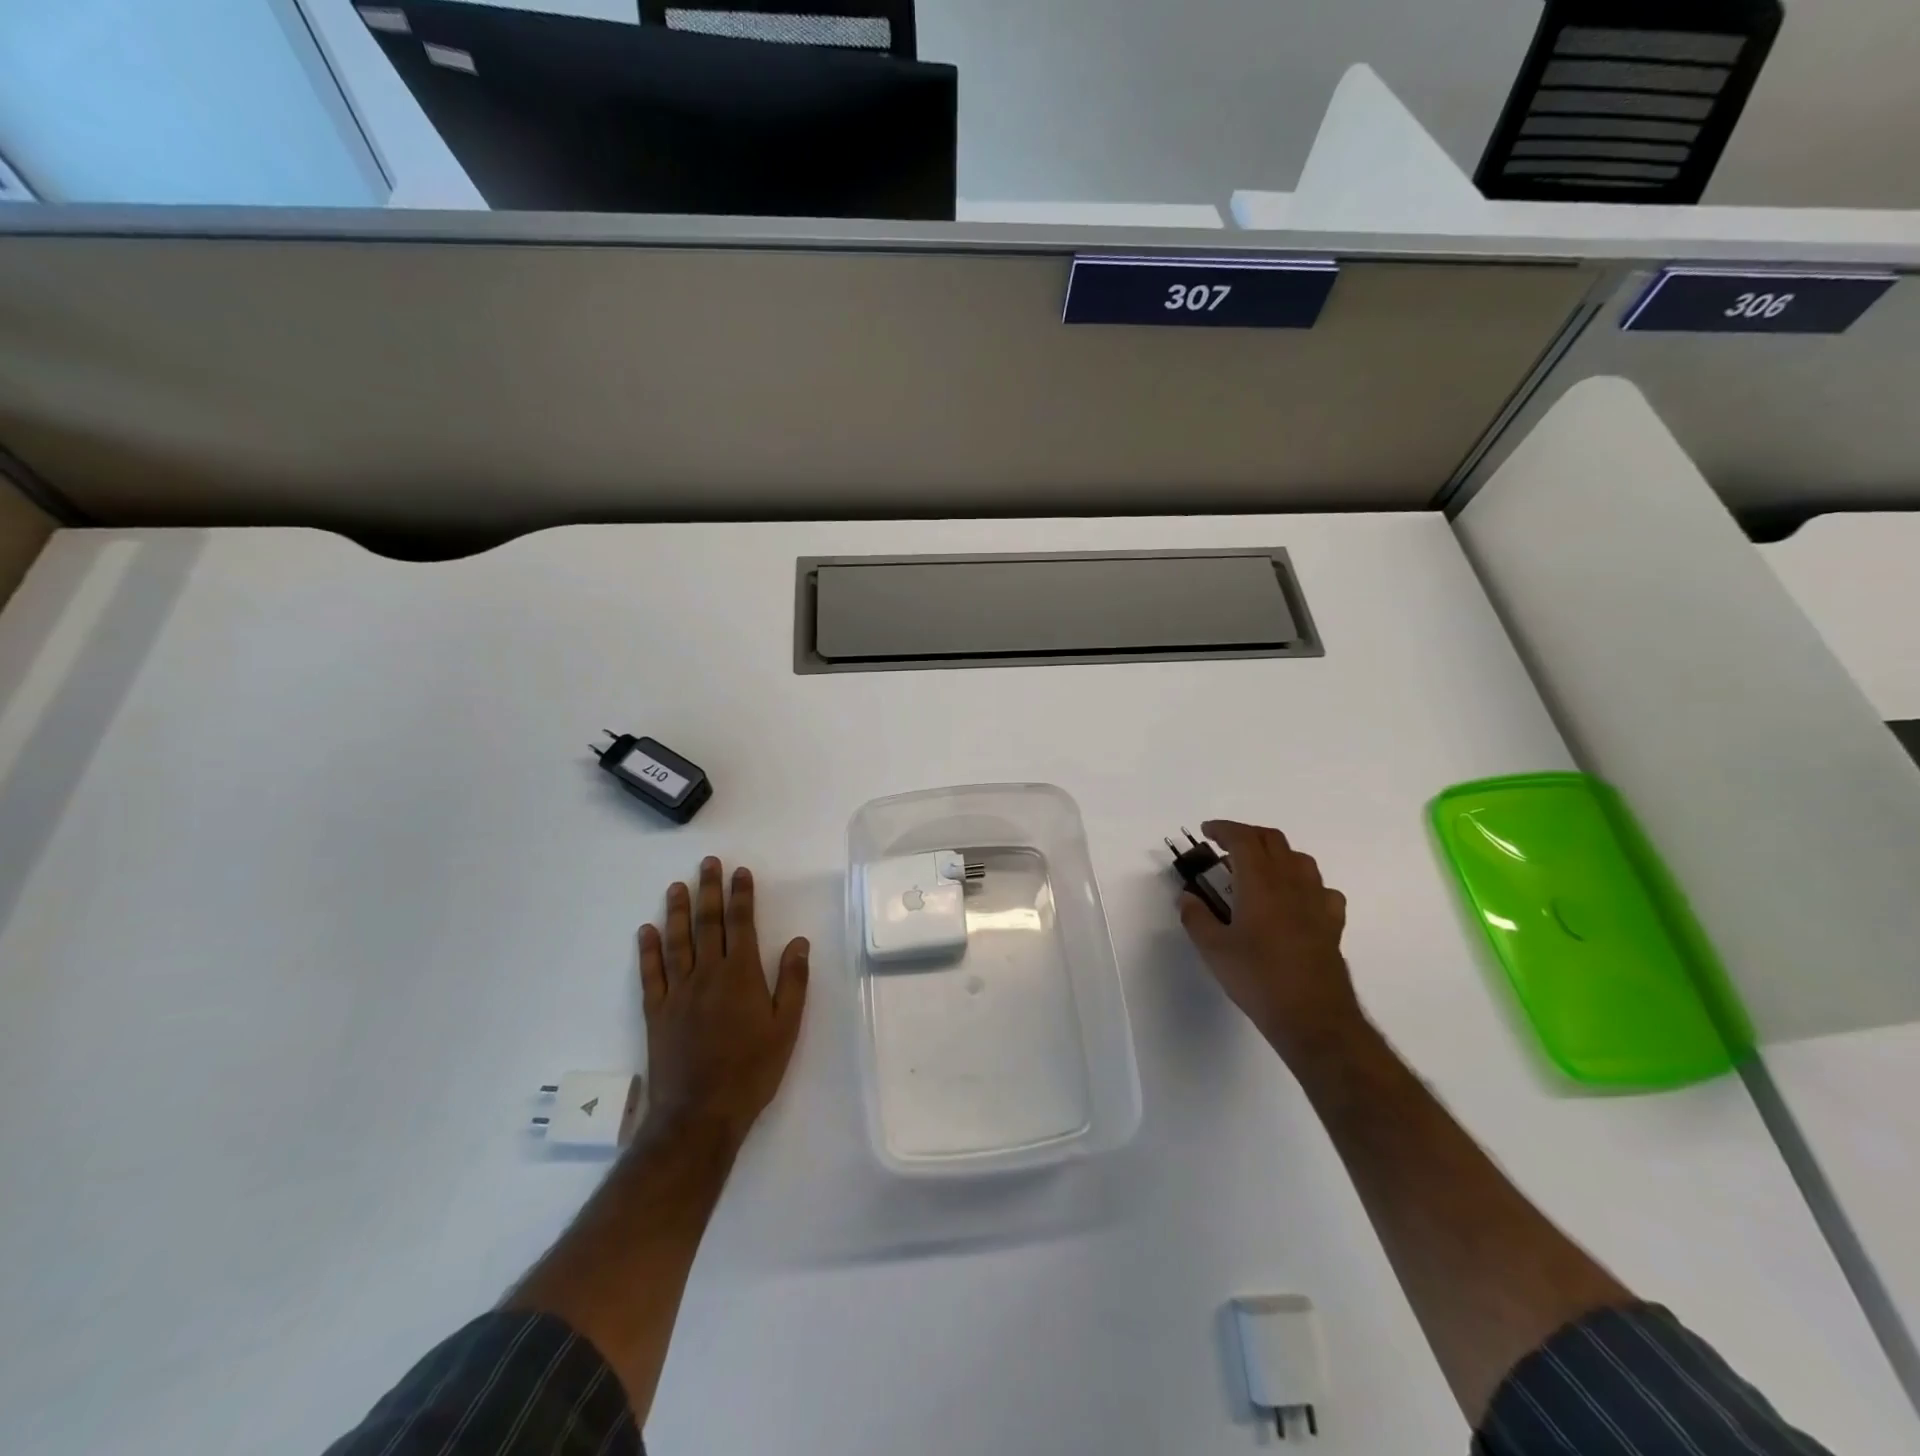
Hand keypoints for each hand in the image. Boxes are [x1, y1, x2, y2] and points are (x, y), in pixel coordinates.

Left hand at [639, 857, 808, 1148]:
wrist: (700, 1113)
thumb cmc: (752, 1070)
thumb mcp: (786, 1027)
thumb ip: (793, 981)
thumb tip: (799, 942)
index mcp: (741, 975)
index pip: (741, 924)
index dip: (741, 895)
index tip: (740, 872)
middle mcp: (707, 974)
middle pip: (708, 924)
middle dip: (709, 890)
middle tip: (707, 863)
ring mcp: (678, 992)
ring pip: (677, 942)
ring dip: (677, 912)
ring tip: (677, 887)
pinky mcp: (656, 1012)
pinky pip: (651, 974)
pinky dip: (647, 951)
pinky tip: (646, 931)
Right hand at [1178, 820, 1363, 1065]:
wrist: (1313, 1017)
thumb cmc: (1258, 979)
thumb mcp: (1214, 950)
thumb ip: (1196, 917)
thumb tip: (1187, 897)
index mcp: (1260, 883)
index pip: (1243, 839)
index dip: (1223, 829)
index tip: (1206, 832)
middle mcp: (1291, 882)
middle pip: (1272, 840)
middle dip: (1247, 836)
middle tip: (1225, 848)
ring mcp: (1316, 901)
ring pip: (1299, 859)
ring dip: (1275, 854)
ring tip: (1256, 870)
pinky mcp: (1332, 922)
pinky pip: (1321, 888)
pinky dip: (1303, 882)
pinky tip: (1294, 900)